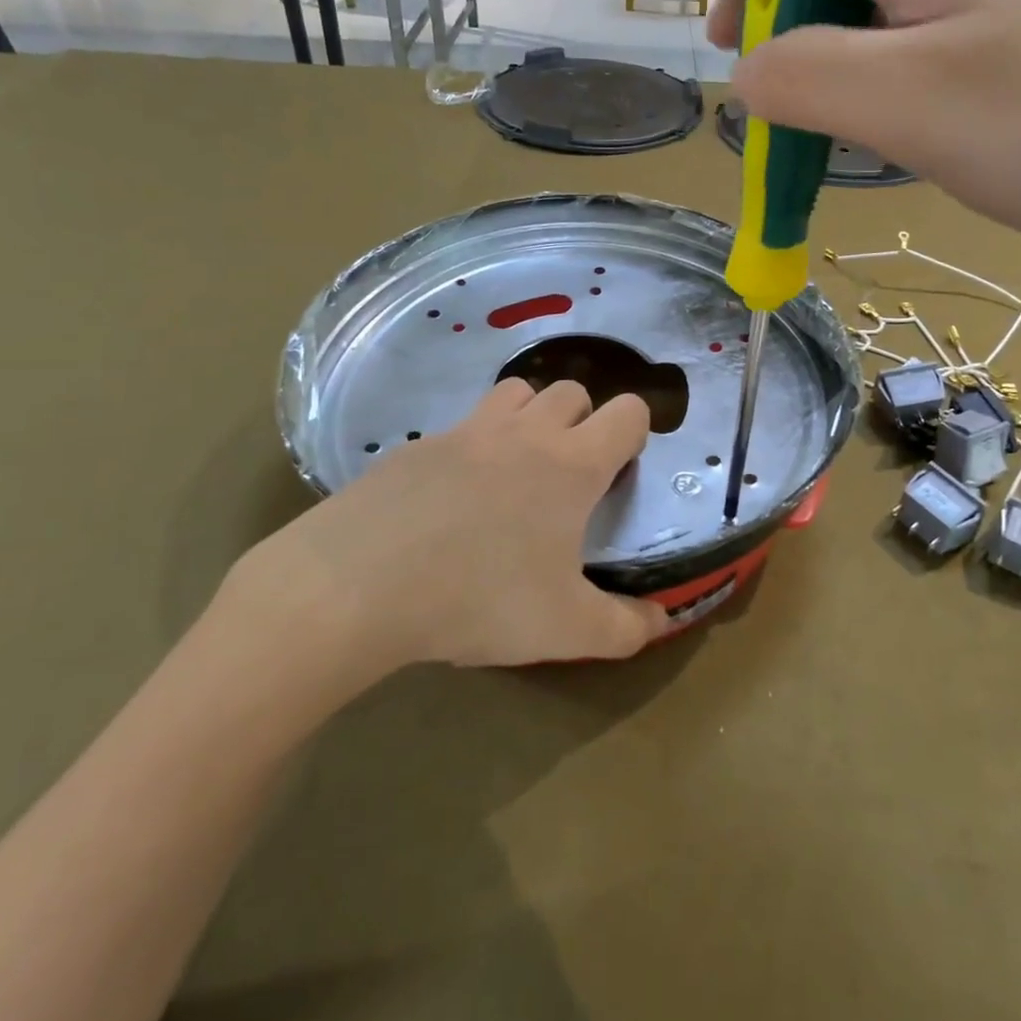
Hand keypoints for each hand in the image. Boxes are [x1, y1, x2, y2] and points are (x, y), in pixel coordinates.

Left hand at [219, 379, 670, 695]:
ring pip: (514, 392)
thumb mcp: (565, 629)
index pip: (626, 413)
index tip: (622, 468)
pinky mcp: (415, 446)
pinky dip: (471, 447)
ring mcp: (464, 432)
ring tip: (517, 470)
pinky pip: (459, 427)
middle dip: (582, 420)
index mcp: (570, 465)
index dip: (635, 431)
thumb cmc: (480, 598)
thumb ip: (625, 627)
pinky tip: (452, 498)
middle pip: (570, 391)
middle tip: (570, 476)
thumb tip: (662, 621)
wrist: (358, 584)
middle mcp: (523, 434)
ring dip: (529, 416)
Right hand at [679, 0, 1020, 250]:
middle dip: (761, 6)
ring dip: (811, 60)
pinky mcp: (1003, 45)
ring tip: (819, 137)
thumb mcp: (909, 103)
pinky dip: (861, 86)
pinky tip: (881, 140)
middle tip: (763, 95)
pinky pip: (899, 43)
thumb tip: (745, 75)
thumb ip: (805, 80)